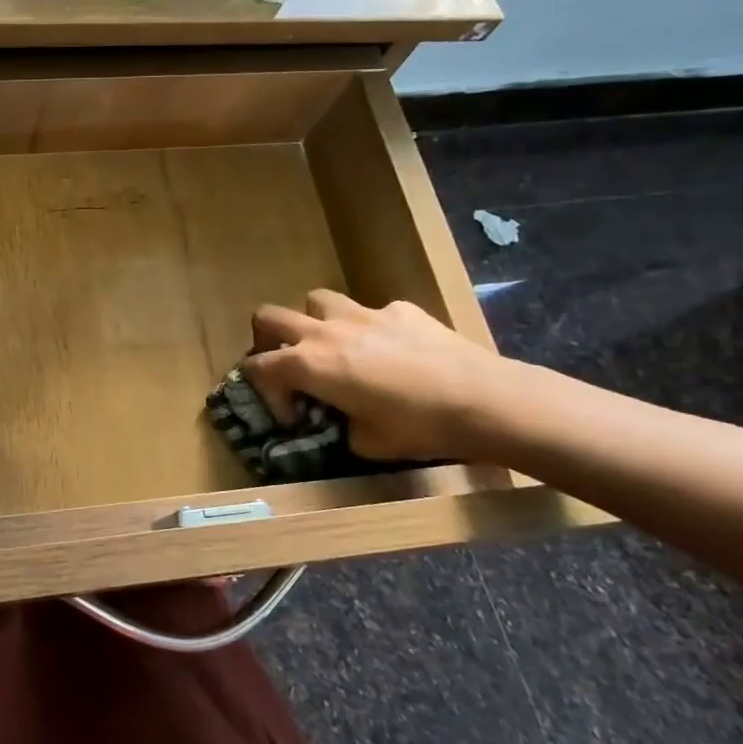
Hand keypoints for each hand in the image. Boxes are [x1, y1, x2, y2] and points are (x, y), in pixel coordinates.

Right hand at [242, 289, 507, 462]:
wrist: (484, 399)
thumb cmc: (418, 427)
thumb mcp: (366, 443)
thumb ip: (340, 426)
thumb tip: (343, 421)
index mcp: (310, 365)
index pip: (257, 366)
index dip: (265, 392)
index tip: (293, 416)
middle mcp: (326, 332)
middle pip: (268, 316)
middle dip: (266, 339)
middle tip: (286, 365)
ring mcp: (363, 314)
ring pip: (316, 300)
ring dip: (314, 321)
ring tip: (333, 346)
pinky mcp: (400, 309)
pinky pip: (372, 311)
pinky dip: (371, 329)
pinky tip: (394, 351)